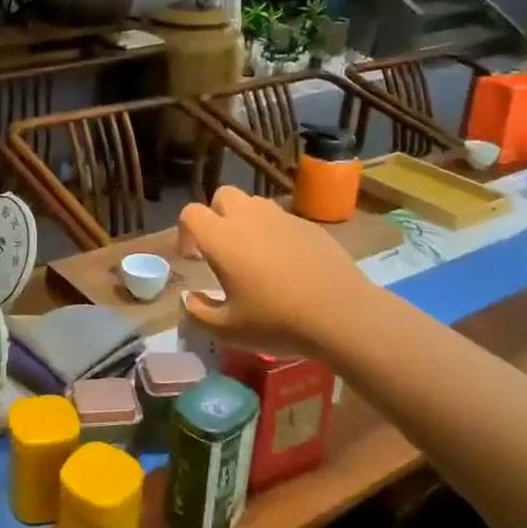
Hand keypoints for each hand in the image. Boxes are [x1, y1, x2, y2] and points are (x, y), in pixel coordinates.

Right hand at [177, 187, 377, 360]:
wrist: (341, 314)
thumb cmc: (277, 321)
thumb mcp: (228, 330)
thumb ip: (198, 312)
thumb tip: (189, 298)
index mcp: (222, 238)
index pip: (191, 213)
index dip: (185, 232)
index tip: (194, 258)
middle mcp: (248, 218)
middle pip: (222, 196)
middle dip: (216, 216)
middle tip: (222, 249)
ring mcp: (281, 218)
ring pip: (253, 204)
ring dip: (245, 220)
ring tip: (254, 254)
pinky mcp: (308, 225)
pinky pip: (281, 219)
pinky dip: (274, 232)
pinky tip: (287, 263)